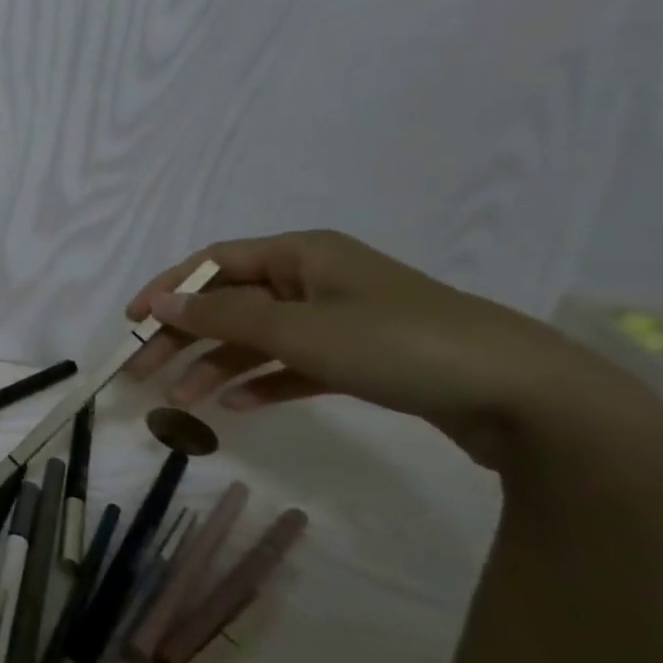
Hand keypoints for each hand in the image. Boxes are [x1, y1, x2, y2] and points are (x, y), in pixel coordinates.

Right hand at [123, 230, 657, 465]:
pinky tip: (236, 407)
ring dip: (217, 366)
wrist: (531, 399)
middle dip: (184, 337)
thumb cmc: (399, 344)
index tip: (132, 322)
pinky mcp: (360, 359)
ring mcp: (339, 320)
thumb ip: (222, 316)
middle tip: (144, 372)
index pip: (214, 263)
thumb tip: (159, 303)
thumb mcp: (299, 329)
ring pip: (257, 338)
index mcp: (301, 254)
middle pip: (230, 303)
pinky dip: (262, 382)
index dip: (167, 289)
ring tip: (183, 401)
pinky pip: (293, 365)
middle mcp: (315, 279)